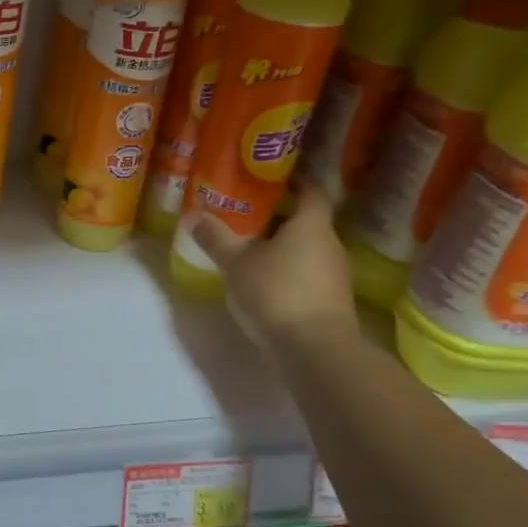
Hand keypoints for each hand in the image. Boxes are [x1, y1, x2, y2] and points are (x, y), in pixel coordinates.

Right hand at [184, 183, 358, 344]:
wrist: (315, 350)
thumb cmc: (276, 292)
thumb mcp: (236, 263)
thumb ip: (215, 237)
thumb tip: (194, 215)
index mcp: (311, 224)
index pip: (311, 190)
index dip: (294, 180)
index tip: (269, 176)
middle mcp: (329, 243)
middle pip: (305, 220)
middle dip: (277, 215)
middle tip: (244, 212)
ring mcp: (333, 274)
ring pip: (305, 248)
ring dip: (280, 245)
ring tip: (247, 246)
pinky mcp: (330, 300)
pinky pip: (306, 272)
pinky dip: (286, 269)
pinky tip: (261, 279)